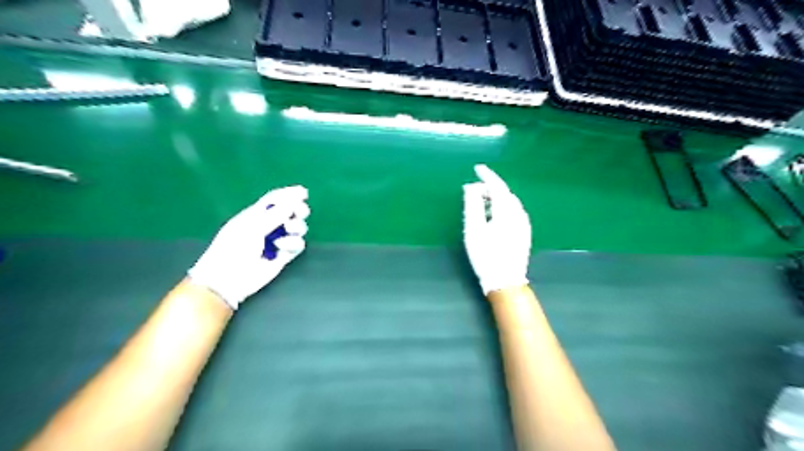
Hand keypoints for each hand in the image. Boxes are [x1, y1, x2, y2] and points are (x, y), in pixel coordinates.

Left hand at [188, 185, 309, 307]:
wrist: (229, 277)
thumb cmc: (234, 247)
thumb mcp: (253, 226)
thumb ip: (276, 214)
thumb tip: (294, 201)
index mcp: (256, 214)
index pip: (275, 199)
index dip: (289, 194)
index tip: (303, 192)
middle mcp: (269, 226)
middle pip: (291, 212)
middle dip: (298, 210)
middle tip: (300, 212)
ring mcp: (278, 241)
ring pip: (298, 228)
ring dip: (297, 226)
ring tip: (288, 230)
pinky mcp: (284, 256)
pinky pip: (297, 245)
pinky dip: (293, 243)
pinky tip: (281, 248)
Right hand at [461, 166, 531, 295]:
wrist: (505, 280)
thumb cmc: (486, 255)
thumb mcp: (474, 229)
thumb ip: (472, 205)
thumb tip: (471, 187)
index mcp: (507, 211)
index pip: (498, 186)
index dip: (487, 176)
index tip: (477, 168)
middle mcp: (519, 214)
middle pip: (505, 194)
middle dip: (491, 187)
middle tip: (474, 190)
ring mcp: (524, 224)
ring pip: (510, 203)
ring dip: (497, 198)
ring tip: (481, 202)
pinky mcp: (524, 232)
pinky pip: (514, 211)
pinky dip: (502, 207)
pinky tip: (493, 215)